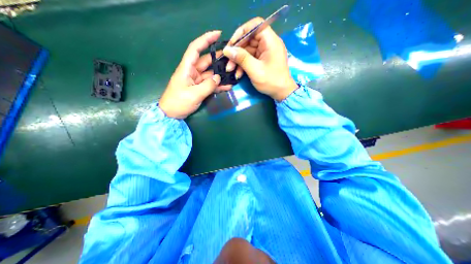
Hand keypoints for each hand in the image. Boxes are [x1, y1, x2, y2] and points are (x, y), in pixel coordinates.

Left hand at [158, 30, 231, 118]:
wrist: (171, 114)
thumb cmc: (178, 102)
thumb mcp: (194, 94)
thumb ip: (208, 85)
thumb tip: (218, 78)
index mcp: (187, 68)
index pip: (196, 48)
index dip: (206, 39)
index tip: (218, 34)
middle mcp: (192, 72)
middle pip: (207, 61)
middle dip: (218, 59)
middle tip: (232, 59)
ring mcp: (197, 81)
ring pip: (211, 74)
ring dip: (221, 74)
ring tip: (233, 74)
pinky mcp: (199, 88)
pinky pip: (210, 84)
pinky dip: (218, 85)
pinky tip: (228, 86)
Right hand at [222, 17, 294, 100]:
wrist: (281, 93)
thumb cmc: (271, 81)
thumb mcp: (255, 70)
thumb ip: (241, 58)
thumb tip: (227, 50)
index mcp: (270, 41)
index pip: (255, 25)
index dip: (242, 32)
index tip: (232, 44)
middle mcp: (268, 44)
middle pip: (249, 40)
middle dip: (237, 51)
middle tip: (227, 62)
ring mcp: (265, 52)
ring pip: (247, 51)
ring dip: (238, 60)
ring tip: (230, 70)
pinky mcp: (262, 60)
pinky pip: (250, 59)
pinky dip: (243, 65)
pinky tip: (238, 74)